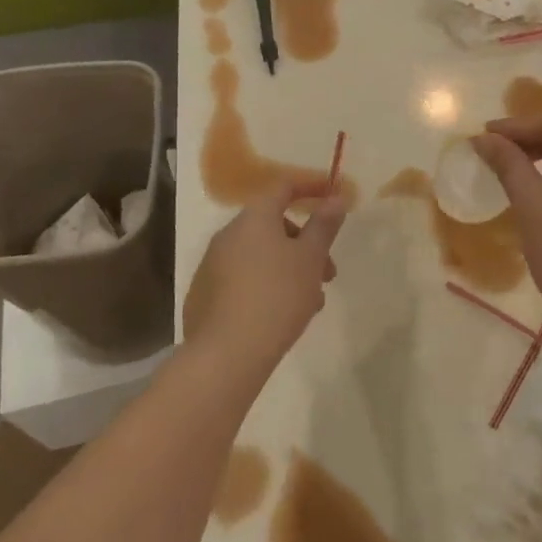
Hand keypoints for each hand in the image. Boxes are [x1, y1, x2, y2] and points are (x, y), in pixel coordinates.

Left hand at [181, 178, 347, 360]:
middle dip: (305, 244)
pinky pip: (245, 279)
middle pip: (273, 226)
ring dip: (290, 269)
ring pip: (261, 257)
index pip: (283, 187)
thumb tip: (335, 197)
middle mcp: (228, 235)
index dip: (310, 187)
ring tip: (311, 302)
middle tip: (328, 272)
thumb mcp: (310, 259)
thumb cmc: (277, 296)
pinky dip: (267, 286)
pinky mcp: (206, 296)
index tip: (333, 196)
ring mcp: (212, 266)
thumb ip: (324, 226)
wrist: (227, 354)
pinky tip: (283, 316)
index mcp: (253, 219)